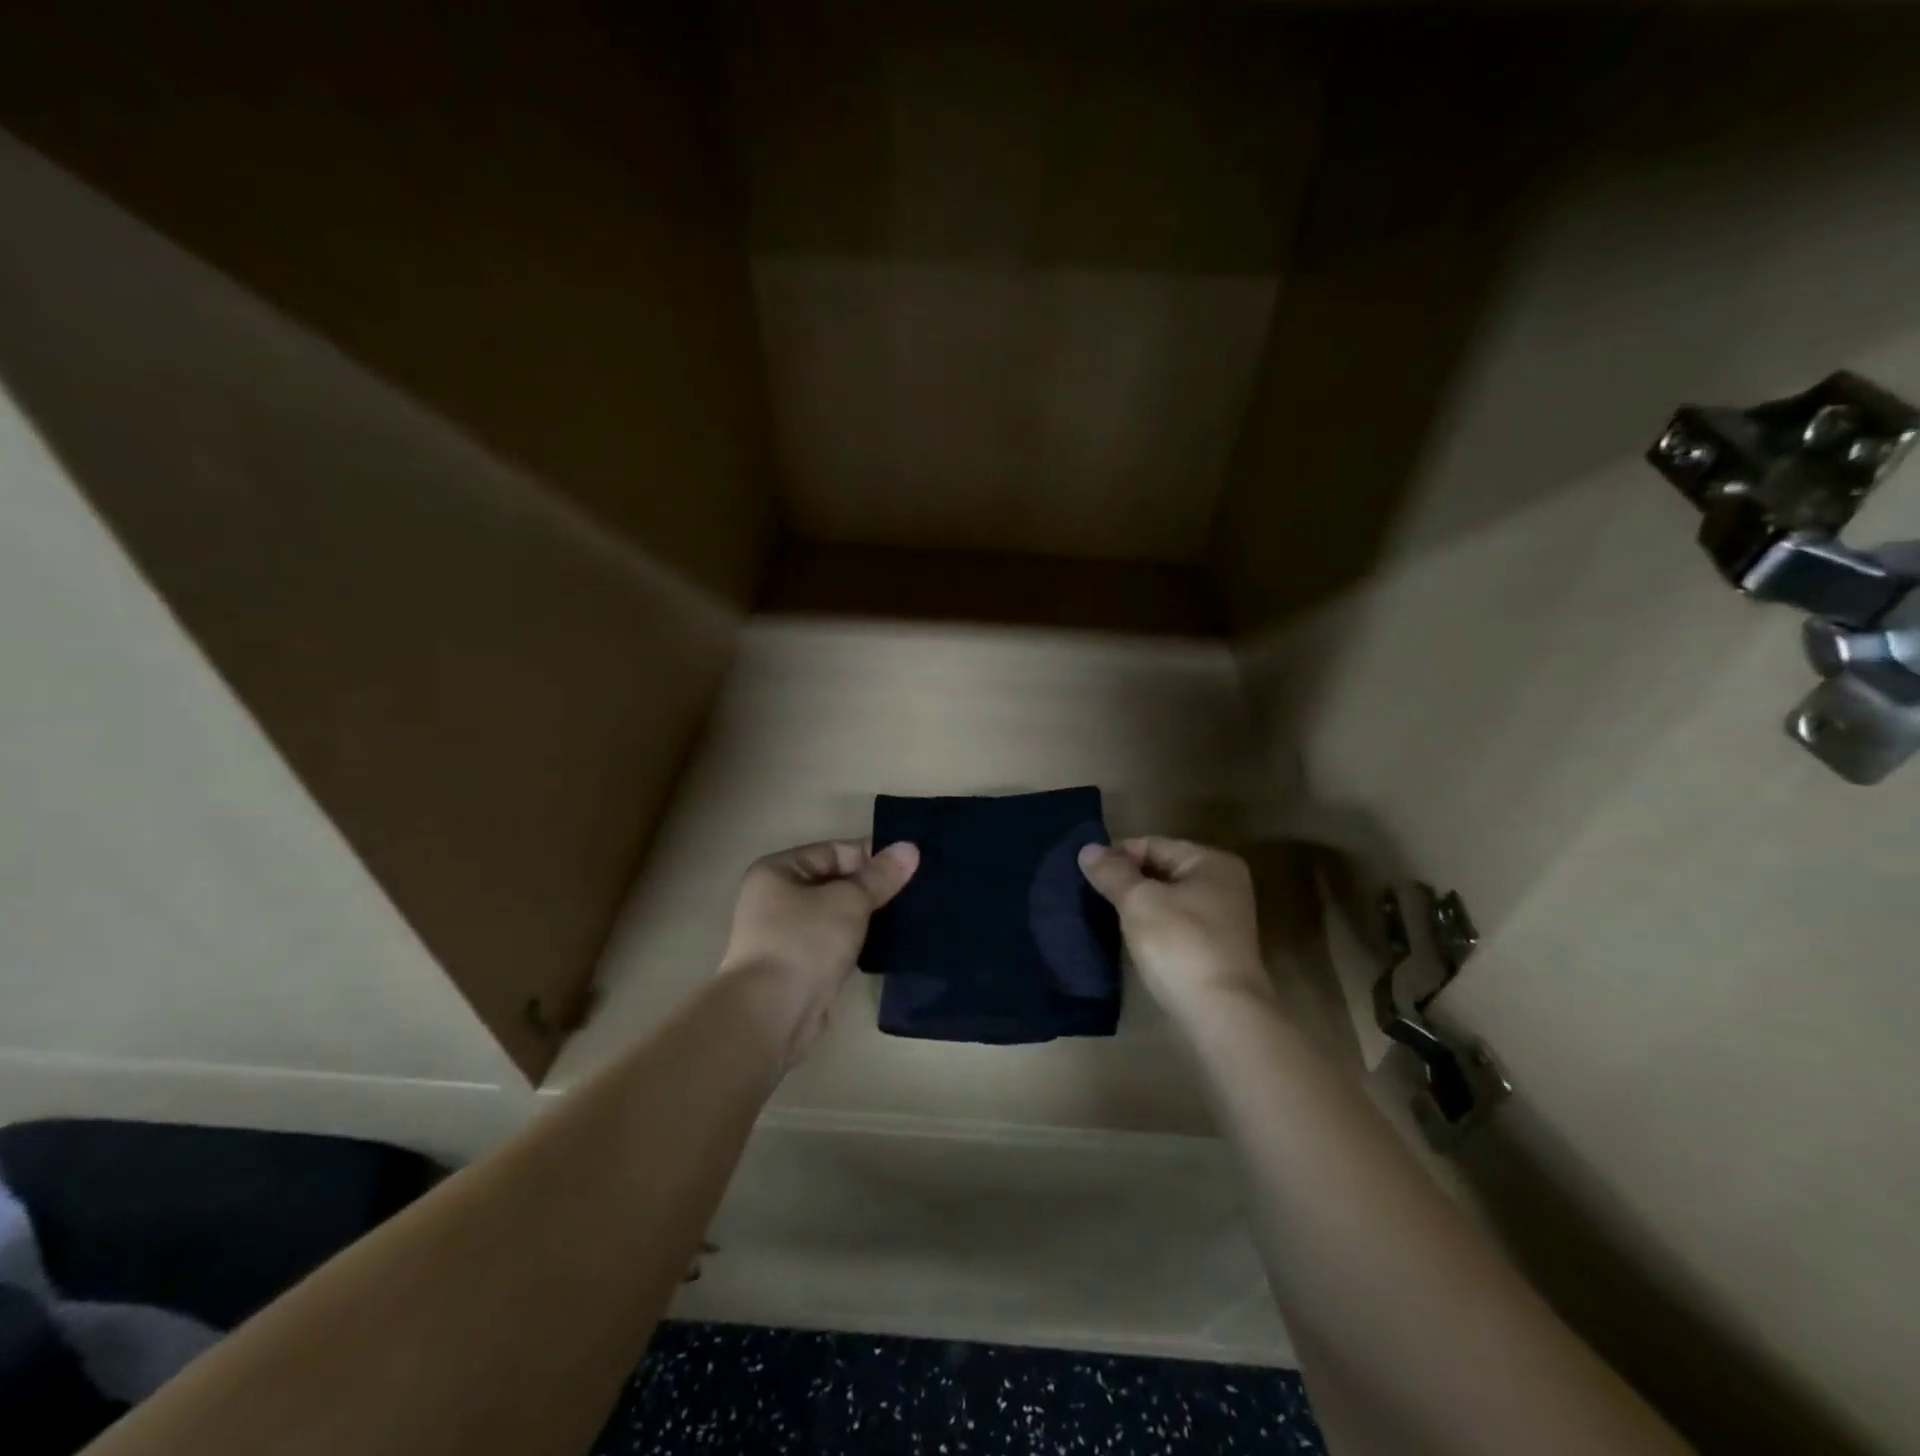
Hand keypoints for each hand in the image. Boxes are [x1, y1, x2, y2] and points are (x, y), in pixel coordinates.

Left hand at [718, 839, 918, 1062]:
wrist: (770, 1015)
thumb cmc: (804, 943)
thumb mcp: (849, 901)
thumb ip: (880, 876)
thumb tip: (910, 848)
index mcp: (777, 871)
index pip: (833, 851)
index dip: (870, 857)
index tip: (908, 867)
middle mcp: (775, 898)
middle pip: (834, 882)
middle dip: (871, 888)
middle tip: (914, 891)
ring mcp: (784, 935)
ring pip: (836, 915)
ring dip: (866, 917)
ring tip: (906, 916)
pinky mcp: (797, 967)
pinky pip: (833, 943)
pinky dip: (856, 942)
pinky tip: (886, 945)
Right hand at [1077, 837, 1272, 1023]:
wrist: (1221, 1015)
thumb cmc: (1180, 945)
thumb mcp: (1138, 902)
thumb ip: (1112, 872)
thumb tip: (1087, 849)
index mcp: (1212, 862)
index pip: (1153, 844)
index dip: (1117, 855)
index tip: (1086, 873)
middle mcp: (1223, 884)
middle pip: (1162, 870)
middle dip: (1127, 880)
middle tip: (1089, 894)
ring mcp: (1223, 920)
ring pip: (1167, 899)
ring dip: (1138, 905)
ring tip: (1104, 915)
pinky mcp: (1215, 950)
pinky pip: (1175, 925)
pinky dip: (1152, 927)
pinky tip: (1130, 938)